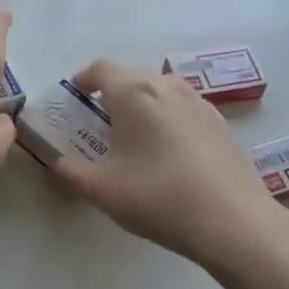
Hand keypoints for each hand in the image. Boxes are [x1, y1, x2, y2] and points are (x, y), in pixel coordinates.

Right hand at [52, 59, 286, 266]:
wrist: (232, 221)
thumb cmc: (158, 197)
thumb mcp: (102, 190)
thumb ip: (71, 171)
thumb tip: (57, 162)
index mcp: (134, 92)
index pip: (101, 68)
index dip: (83, 80)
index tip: (74, 101)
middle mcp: (167, 86)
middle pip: (132, 75)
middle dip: (111, 92)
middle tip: (99, 123)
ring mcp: (199, 102)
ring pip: (161, 89)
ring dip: (141, 103)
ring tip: (133, 136)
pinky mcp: (220, 123)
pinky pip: (183, 107)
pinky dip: (167, 117)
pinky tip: (167, 152)